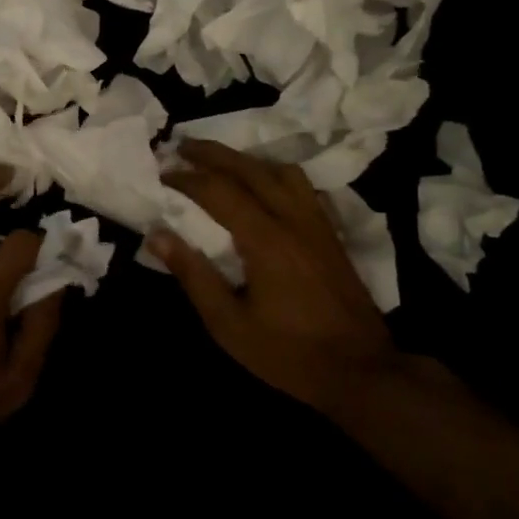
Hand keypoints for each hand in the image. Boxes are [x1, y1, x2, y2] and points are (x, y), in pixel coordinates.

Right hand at [151, 140, 398, 417]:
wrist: (361, 372)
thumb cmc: (288, 354)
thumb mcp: (229, 324)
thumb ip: (193, 275)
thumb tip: (157, 236)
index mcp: (265, 240)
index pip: (219, 191)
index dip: (187, 179)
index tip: (162, 173)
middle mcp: (293, 220)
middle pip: (250, 169)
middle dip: (213, 153)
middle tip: (182, 146)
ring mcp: (317, 225)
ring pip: (282, 171)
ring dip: (247, 160)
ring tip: (221, 163)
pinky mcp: (331, 235)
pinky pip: (302, 187)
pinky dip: (275, 175)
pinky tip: (265, 188)